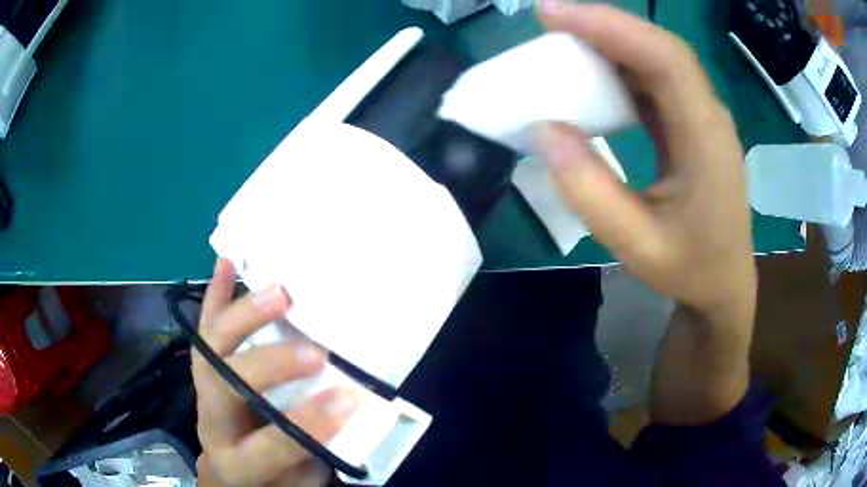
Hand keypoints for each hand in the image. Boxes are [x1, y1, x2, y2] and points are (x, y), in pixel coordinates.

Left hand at [193, 259, 360, 485]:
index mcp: (239, 462)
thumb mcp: (301, 480)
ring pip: (210, 350)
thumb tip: (351, 404)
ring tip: (278, 291)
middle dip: (270, 365)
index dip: (310, 424)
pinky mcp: (202, 373)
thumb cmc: (273, 480)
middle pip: (225, 386)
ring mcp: (202, 394)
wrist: (233, 475)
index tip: (351, 397)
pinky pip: (203, 330)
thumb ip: (321, 448)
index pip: (270, 444)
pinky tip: (226, 262)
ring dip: (243, 317)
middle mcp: (212, 424)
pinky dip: (215, 297)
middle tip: (315, 350)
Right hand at [534, 2, 756, 423]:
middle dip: (604, 24)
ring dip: (610, 41)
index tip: (552, 14)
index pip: (665, 59)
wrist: (725, 284)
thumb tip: (545, 128)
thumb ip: (592, 192)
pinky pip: (655, 79)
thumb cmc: (691, 269)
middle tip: (548, 17)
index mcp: (707, 140)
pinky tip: (592, 69)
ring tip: (562, 37)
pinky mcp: (690, 123)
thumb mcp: (639, 246)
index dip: (610, 27)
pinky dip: (620, 64)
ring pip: (657, 58)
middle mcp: (709, 115)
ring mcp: (702, 117)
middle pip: (660, 48)